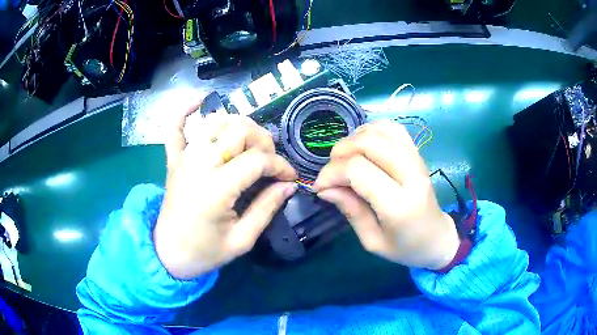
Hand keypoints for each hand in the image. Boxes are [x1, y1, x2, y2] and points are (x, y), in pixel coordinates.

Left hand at [153, 104, 297, 278]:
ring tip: (248, 143)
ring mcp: (184, 158)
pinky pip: (175, 127)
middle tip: (269, 161)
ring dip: (237, 125)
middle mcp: (199, 164)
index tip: (290, 178)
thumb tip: (289, 185)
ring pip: (214, 122)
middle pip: (239, 130)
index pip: (257, 160)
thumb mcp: (242, 239)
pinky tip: (199, 101)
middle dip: (263, 141)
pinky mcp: (173, 160)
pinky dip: (185, 111)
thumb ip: (267, 208)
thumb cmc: (205, 252)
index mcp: (217, 188)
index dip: (280, 166)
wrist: (168, 253)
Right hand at [313, 121, 458, 269]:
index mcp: (399, 205)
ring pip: (381, 130)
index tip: (320, 186)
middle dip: (340, 152)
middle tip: (332, 172)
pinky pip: (393, 128)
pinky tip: (363, 145)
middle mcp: (411, 176)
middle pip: (368, 143)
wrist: (437, 239)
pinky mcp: (418, 154)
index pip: (358, 171)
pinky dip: (372, 130)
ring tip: (346, 158)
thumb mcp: (372, 241)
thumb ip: (350, 211)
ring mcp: (418, 160)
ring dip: (355, 138)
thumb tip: (324, 188)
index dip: (332, 173)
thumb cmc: (404, 247)